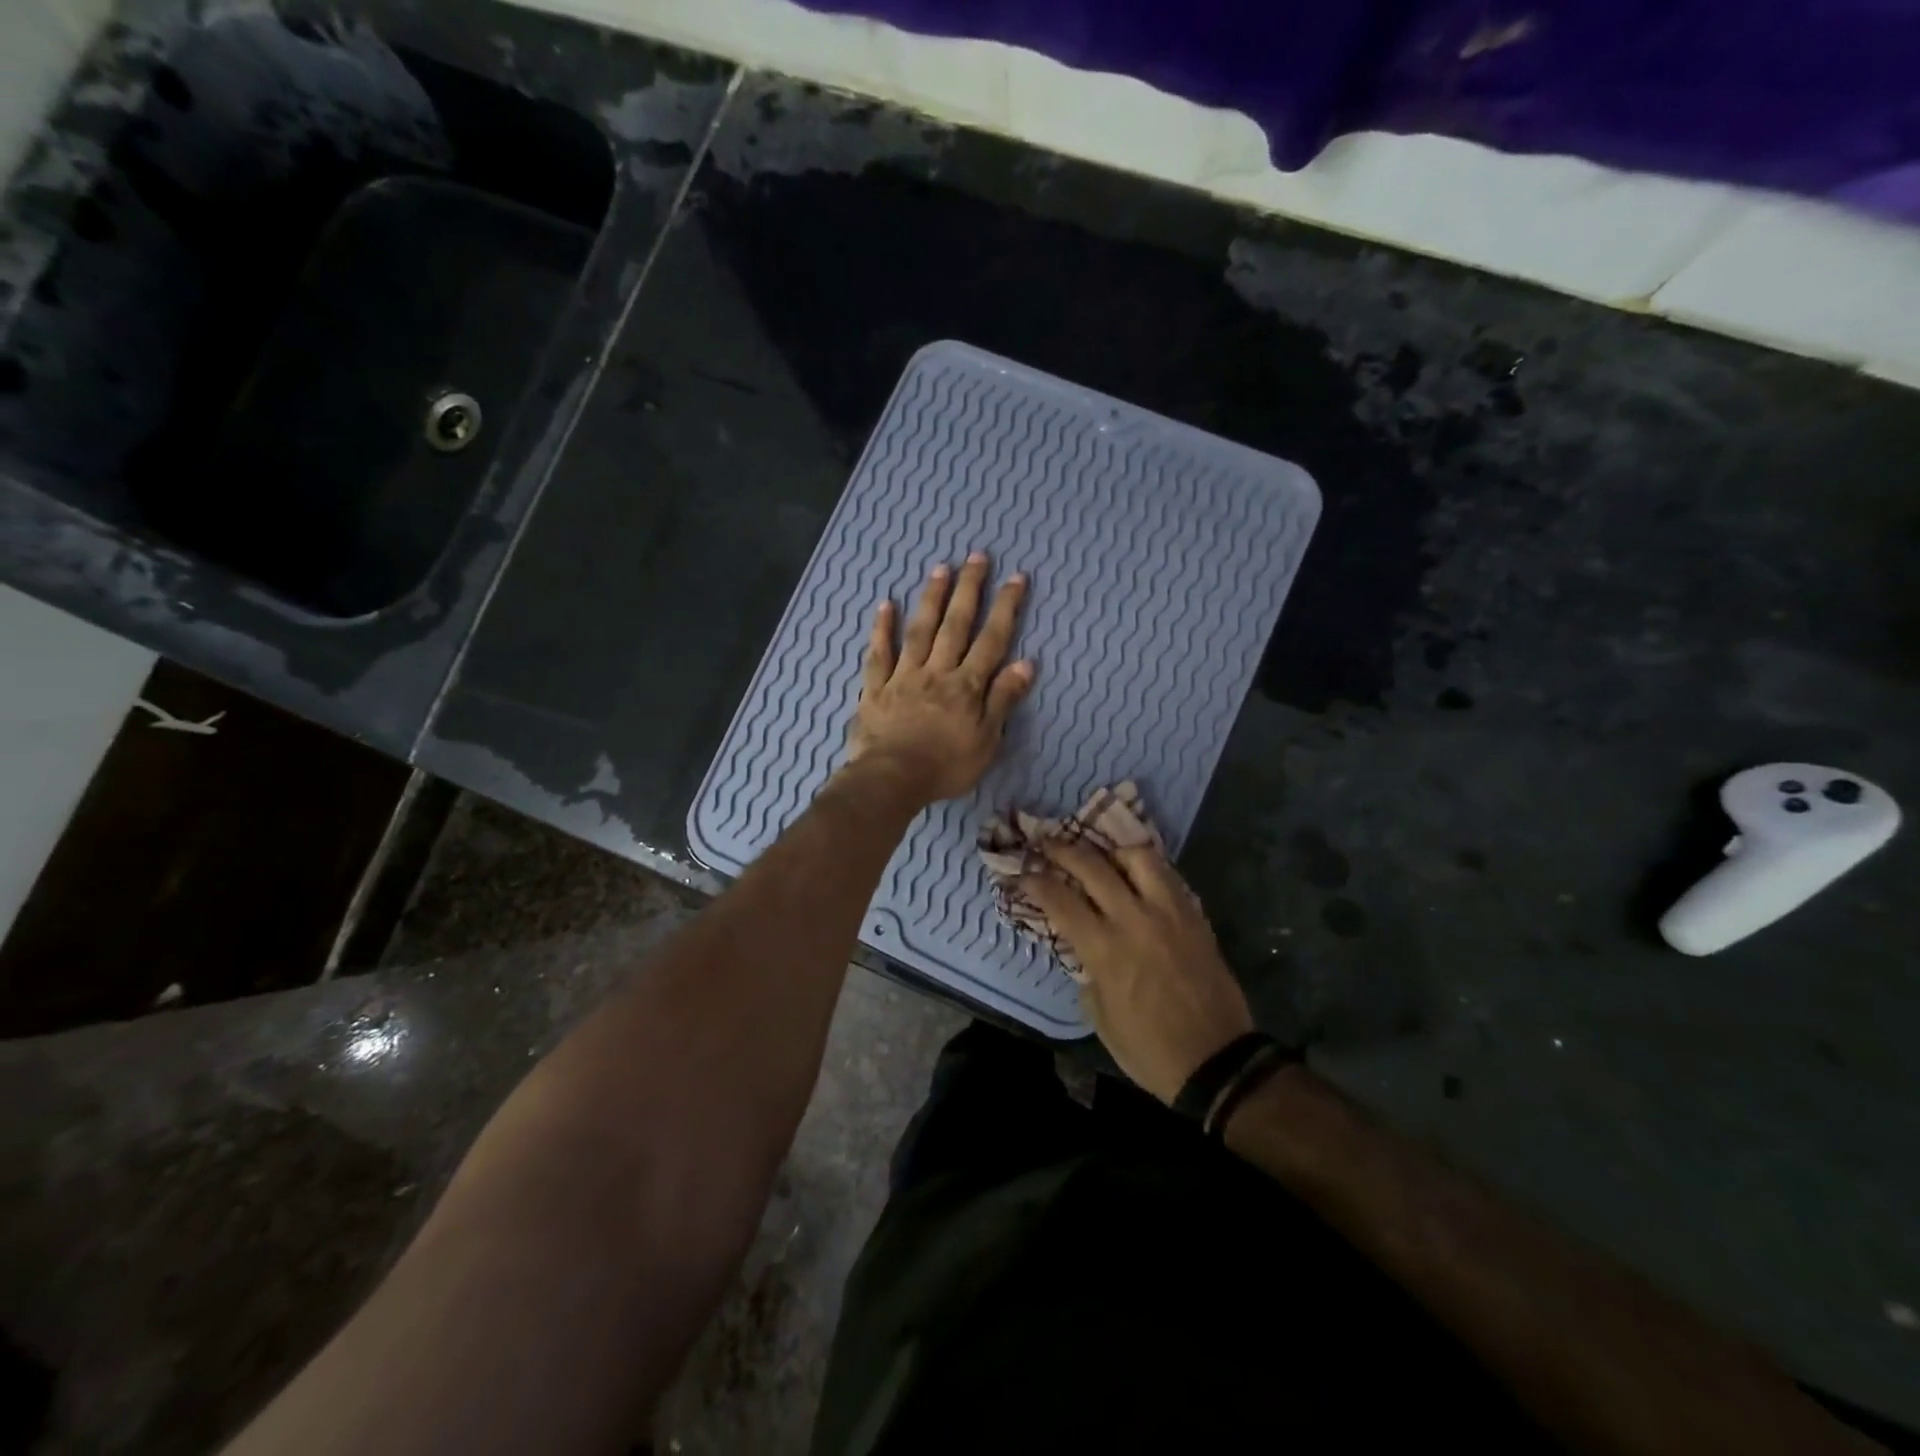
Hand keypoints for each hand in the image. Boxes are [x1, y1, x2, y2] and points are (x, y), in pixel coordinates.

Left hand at [847, 553, 1035, 805]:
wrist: (891, 780)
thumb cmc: (945, 766)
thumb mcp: (987, 740)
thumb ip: (1003, 700)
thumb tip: (1026, 663)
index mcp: (966, 686)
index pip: (992, 640)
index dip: (1005, 608)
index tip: (1016, 577)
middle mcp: (937, 671)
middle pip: (955, 625)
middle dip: (969, 589)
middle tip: (977, 556)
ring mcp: (903, 676)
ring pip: (919, 630)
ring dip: (931, 598)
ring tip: (941, 568)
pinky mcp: (876, 688)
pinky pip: (879, 654)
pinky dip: (882, 629)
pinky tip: (886, 605)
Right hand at [1022, 839, 1252, 1103]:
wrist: (1217, 1062)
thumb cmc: (1149, 1049)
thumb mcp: (1100, 1017)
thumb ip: (1087, 972)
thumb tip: (1083, 946)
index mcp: (1105, 949)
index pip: (1059, 899)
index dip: (1034, 881)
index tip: (1020, 873)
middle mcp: (1134, 920)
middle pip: (1092, 866)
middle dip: (1062, 850)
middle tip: (1047, 842)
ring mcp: (1169, 914)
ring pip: (1138, 858)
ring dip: (1113, 851)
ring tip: (1102, 855)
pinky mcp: (1195, 917)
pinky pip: (1169, 877)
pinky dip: (1147, 869)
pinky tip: (1137, 874)